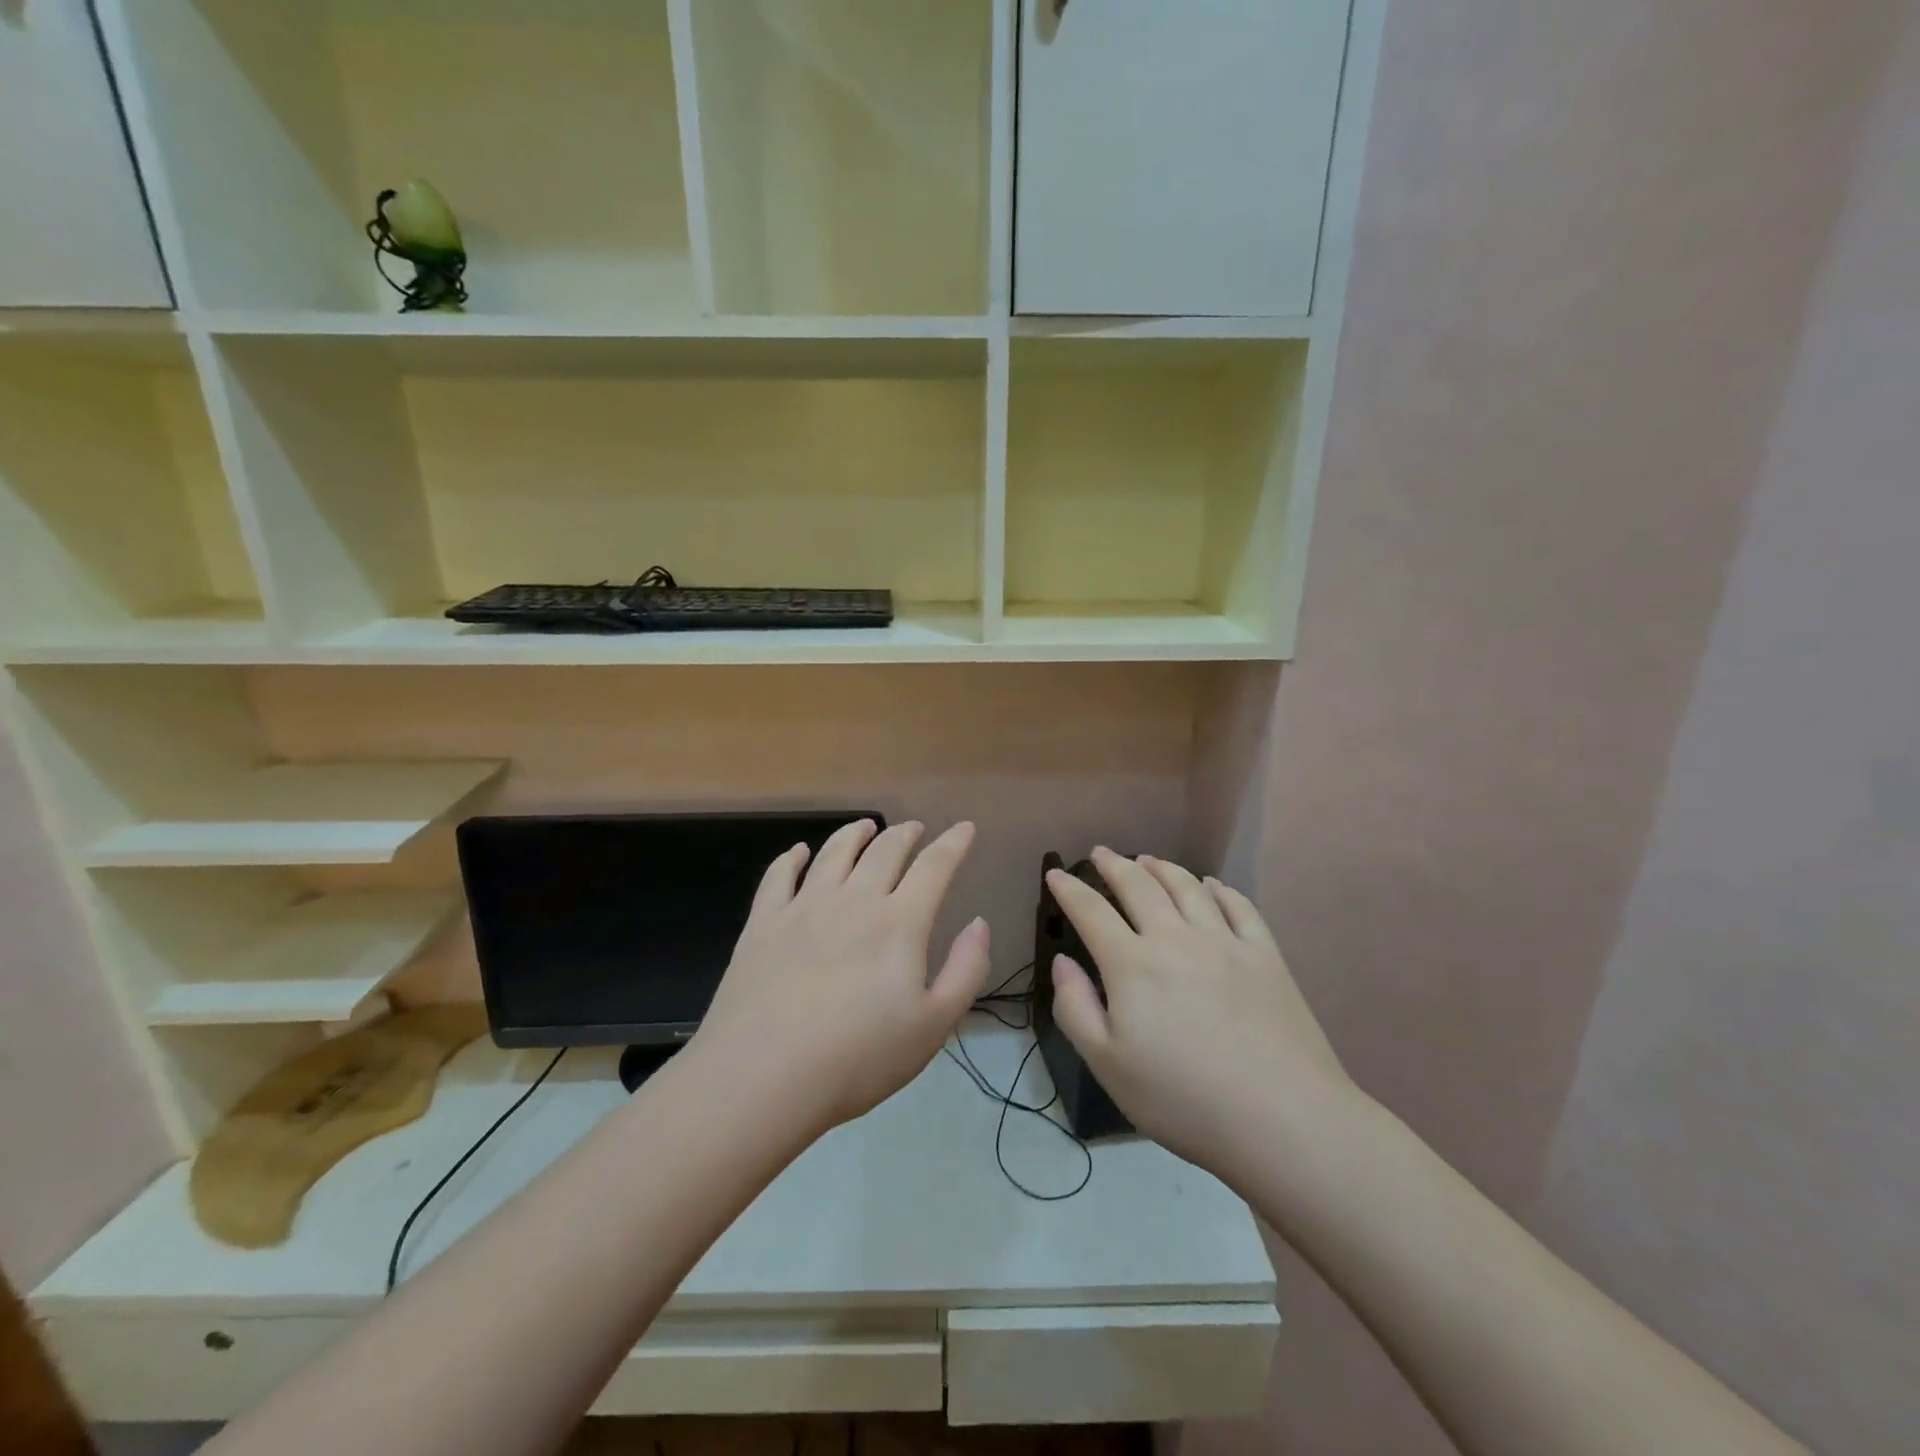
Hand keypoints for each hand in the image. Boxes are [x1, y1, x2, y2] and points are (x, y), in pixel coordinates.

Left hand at [694, 819, 992, 1132]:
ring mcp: (804, 907)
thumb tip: (979, 922)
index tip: (964, 828)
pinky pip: (779, 876)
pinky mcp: (763, 923)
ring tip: (865, 826)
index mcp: (899, 923)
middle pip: (885, 850)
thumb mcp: (933, 1026)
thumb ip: (966, 970)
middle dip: (905, 833)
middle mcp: (853, 900)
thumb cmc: (858, 1058)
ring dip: (854, 833)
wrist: (762, 1077)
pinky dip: (793, 858)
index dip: (953, 843)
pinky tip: (799, 853)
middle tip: (914, 828)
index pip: (934, 867)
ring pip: (834, 852)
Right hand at [1046, 848, 1358, 1176]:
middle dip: (1114, 865)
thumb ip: (1075, 1008)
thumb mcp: (1107, 1065)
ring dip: (1162, 868)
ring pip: (1187, 887)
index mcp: (1132, 964)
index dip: (1070, 889)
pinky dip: (1220, 889)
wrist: (1281, 1118)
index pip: (1091, 911)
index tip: (1055, 874)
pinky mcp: (1265, 956)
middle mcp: (1175, 938)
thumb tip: (1063, 961)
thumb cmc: (1182, 1098)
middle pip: (1139, 886)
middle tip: (1101, 853)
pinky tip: (1212, 885)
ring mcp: (1225, 942)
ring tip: (1148, 860)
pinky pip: (1239, 906)